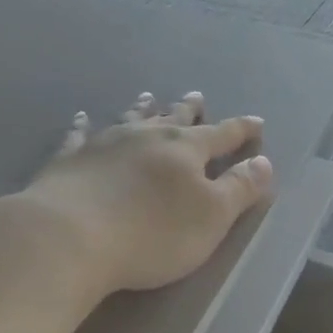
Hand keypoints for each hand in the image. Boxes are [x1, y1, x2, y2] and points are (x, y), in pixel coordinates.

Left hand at [21, 91, 274, 296]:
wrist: (70, 236)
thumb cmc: (151, 234)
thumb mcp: (211, 217)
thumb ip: (239, 189)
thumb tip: (263, 161)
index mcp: (185, 150)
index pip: (222, 135)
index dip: (241, 129)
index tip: (256, 122)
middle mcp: (146, 137)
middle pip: (173, 118)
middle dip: (189, 109)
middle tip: (196, 96)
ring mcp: (104, 143)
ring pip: (130, 119)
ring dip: (142, 108)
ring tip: (148, 97)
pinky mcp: (69, 159)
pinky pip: (79, 135)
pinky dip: (82, 126)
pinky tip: (81, 118)